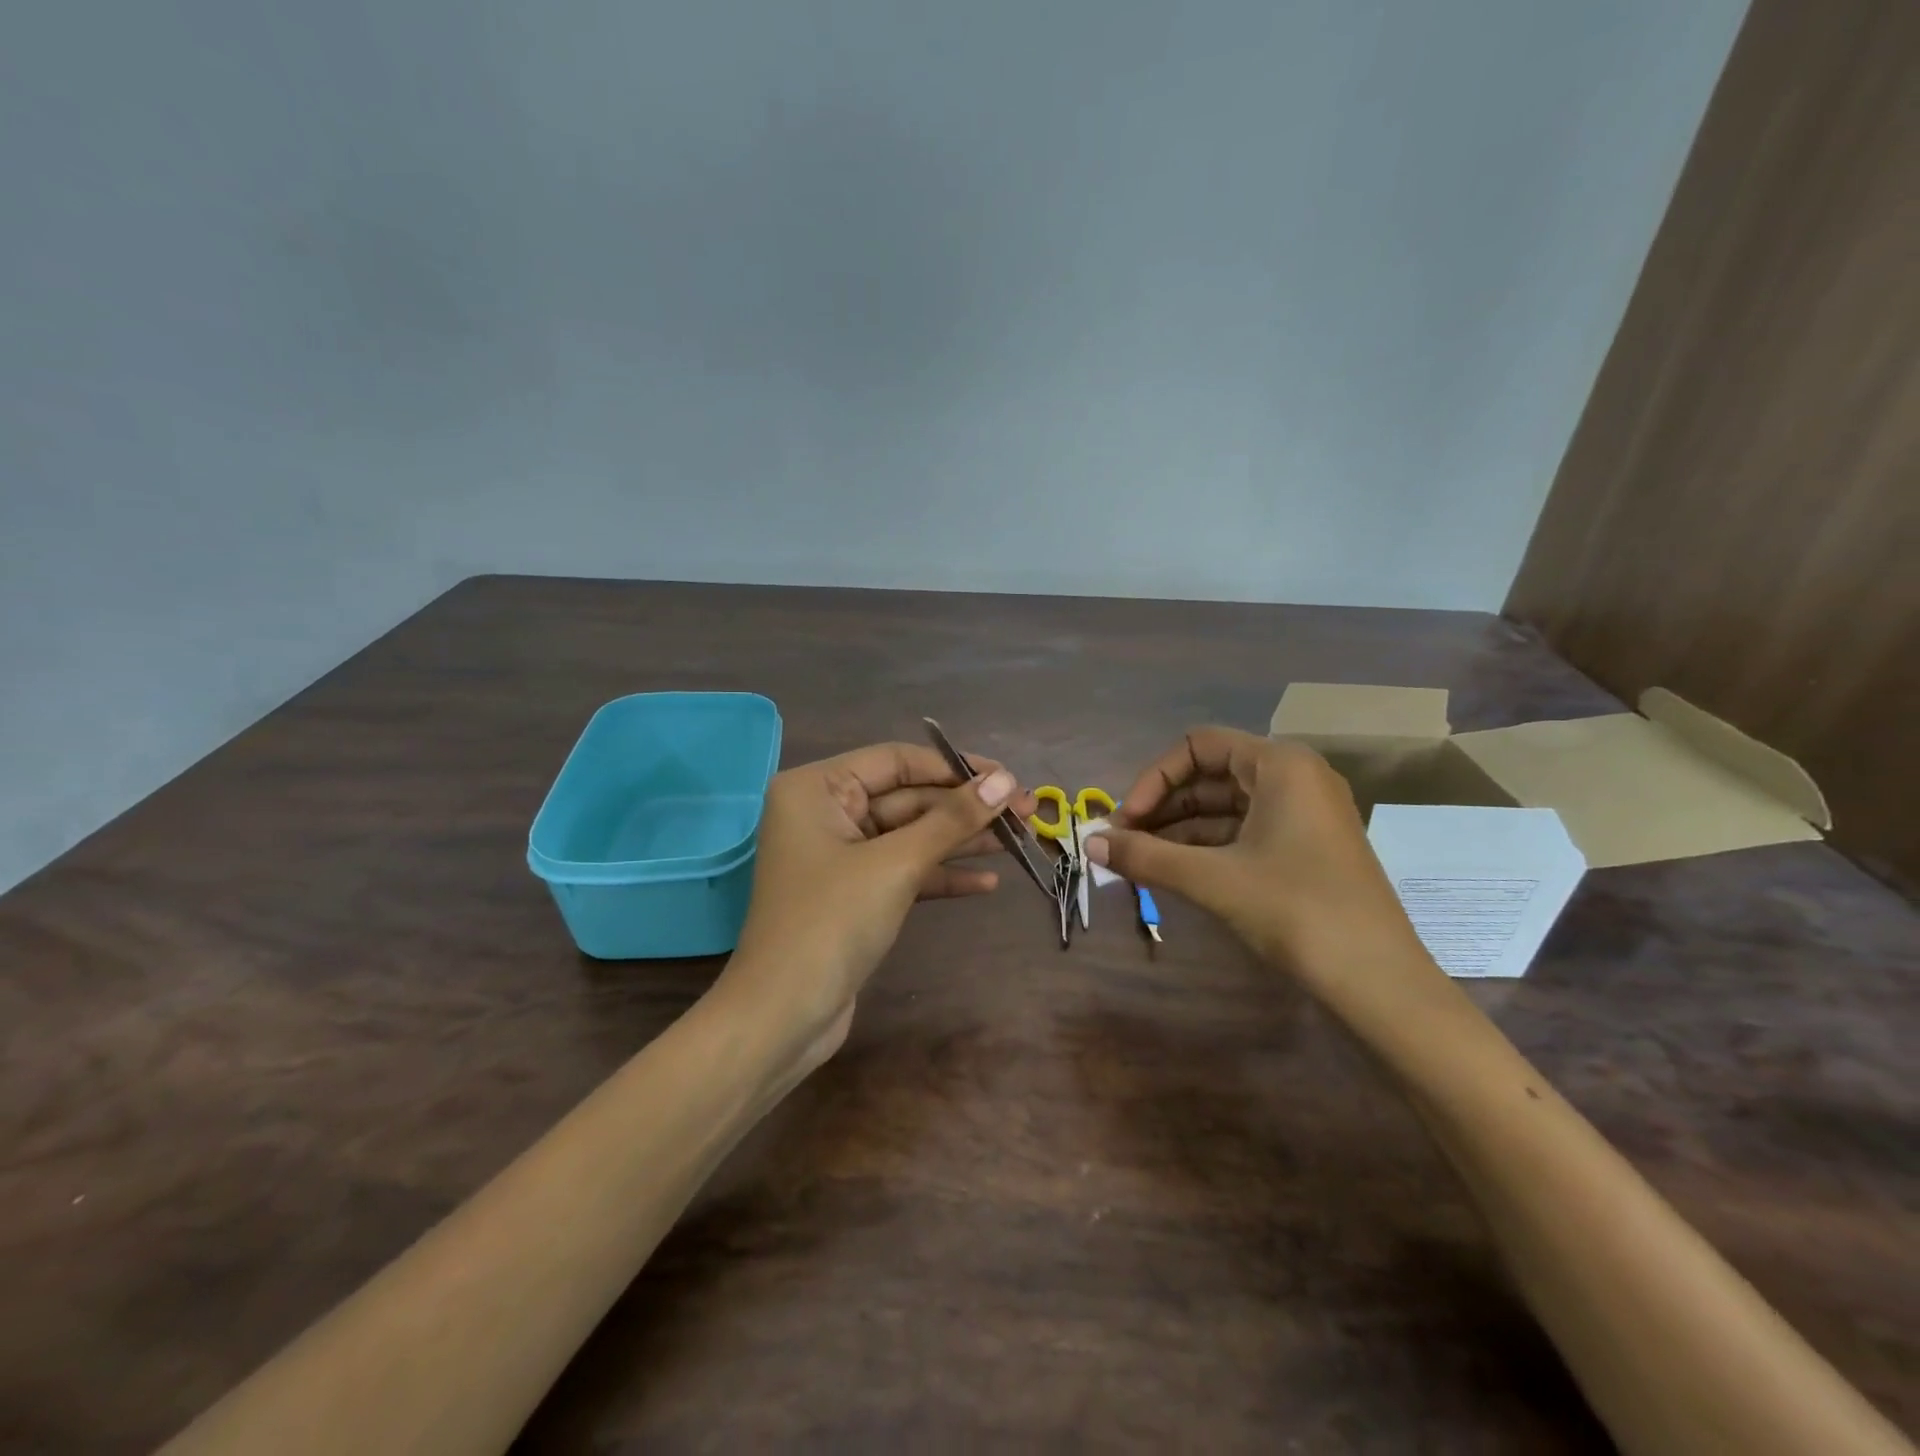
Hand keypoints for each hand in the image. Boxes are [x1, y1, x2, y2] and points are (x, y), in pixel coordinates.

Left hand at [720, 741, 1035, 1062]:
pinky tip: (987, 883)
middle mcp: (825, 812)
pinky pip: (904, 870)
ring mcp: (839, 855)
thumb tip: (1005, 781)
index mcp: (817, 788)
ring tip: (1020, 840)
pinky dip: (941, 875)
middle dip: (965, 808)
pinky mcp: (854, 893)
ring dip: (961, 840)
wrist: (784, 1016)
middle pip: (907, 798)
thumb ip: (951, 819)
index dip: (954, 768)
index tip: (1006, 778)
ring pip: (910, 835)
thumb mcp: (896, 864)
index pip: (896, 761)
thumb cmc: (832, 922)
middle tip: (1025, 811)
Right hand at [1087, 728, 1429, 992]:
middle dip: (1161, 806)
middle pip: (1210, 775)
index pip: (1198, 746)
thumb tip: (1089, 844)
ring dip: (1178, 830)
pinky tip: (1172, 871)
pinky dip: (1206, 847)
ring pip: (1225, 807)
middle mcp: (1294, 777)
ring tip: (1138, 859)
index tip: (1125, 820)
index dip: (1154, 778)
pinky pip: (1244, 832)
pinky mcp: (1306, 848)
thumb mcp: (1212, 879)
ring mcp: (1304, 814)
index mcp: (1279, 765)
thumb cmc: (1295, 910)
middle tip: (1123, 842)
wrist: (1378, 981)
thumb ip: (1145, 856)